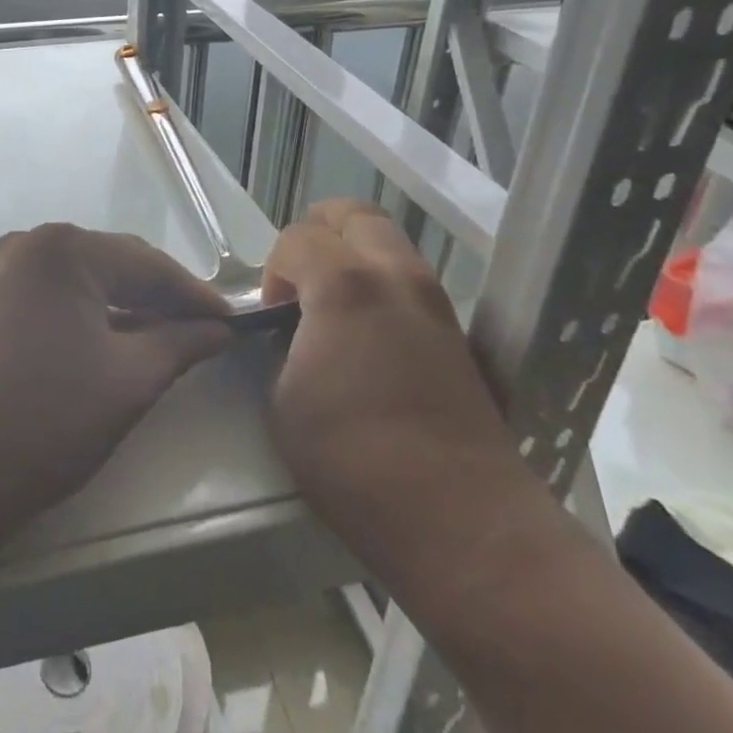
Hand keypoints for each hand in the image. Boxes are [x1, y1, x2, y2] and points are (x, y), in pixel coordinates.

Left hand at [0, 224, 232, 543]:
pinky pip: (57, 298)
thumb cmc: (43, 421)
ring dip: (128, 309)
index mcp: (65, 248)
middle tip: (207, 335)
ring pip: (86, 282)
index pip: (149, 263)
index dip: (196, 296)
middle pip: (115, 265)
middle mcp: (31, 244)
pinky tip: (117, 344)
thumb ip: (181, 344)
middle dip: (162, 299)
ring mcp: (4, 272)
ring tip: (170, 342)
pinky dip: (92, 318)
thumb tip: (218, 329)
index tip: (236, 325)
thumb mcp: (128, 381)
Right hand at [260, 201, 526, 548]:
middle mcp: (396, 277)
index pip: (298, 237)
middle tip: (300, 280)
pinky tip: (370, 340)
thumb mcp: (283, 400)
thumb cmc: (352, 459)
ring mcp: (436, 304)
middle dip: (318, 234)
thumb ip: (282, 348)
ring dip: (354, 259)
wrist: (458, 518)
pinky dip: (383, 288)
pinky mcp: (461, 336)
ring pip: (390, 244)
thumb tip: (293, 336)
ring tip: (333, 311)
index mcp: (344, 285)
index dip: (274, 269)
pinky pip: (412, 284)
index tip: (272, 314)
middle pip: (355, 215)